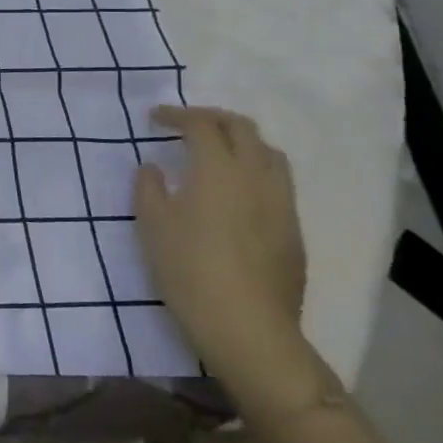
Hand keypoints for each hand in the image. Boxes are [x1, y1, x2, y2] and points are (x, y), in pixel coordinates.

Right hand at [132, 105, 308, 380]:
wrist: (247, 327)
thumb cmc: (189, 269)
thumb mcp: (152, 225)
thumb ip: (149, 187)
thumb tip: (154, 168)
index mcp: (218, 169)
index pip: (201, 124)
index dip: (177, 115)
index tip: (155, 119)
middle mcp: (255, 176)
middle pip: (242, 129)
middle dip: (212, 119)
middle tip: (187, 126)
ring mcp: (281, 203)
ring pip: (269, 153)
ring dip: (241, 142)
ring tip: (218, 153)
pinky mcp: (293, 230)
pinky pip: (278, 183)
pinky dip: (255, 171)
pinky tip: (237, 193)